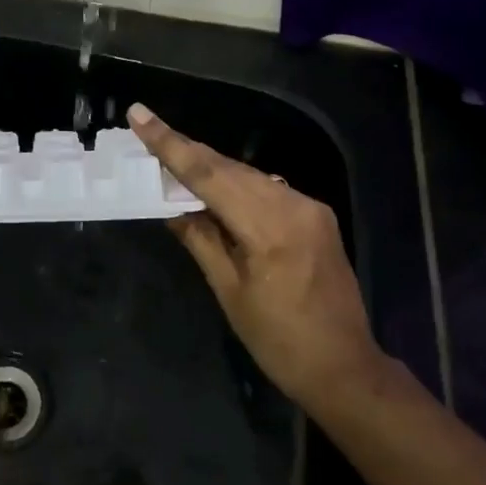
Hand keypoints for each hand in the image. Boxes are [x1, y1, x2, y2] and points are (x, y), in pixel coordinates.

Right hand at [128, 103, 387, 418]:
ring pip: (247, 174)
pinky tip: (213, 185)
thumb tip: (170, 205)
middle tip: (146, 130)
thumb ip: (200, 239)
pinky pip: (266, 187)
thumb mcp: (230, 292)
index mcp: (269, 228)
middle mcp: (293, 205)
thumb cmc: (279, 341)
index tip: (139, 115)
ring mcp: (309, 207)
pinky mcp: (316, 214)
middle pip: (228, 168)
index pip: (209, 175)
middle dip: (185, 149)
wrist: (346, 368)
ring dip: (209, 166)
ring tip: (170, 155)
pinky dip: (235, 183)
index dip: (170, 144)